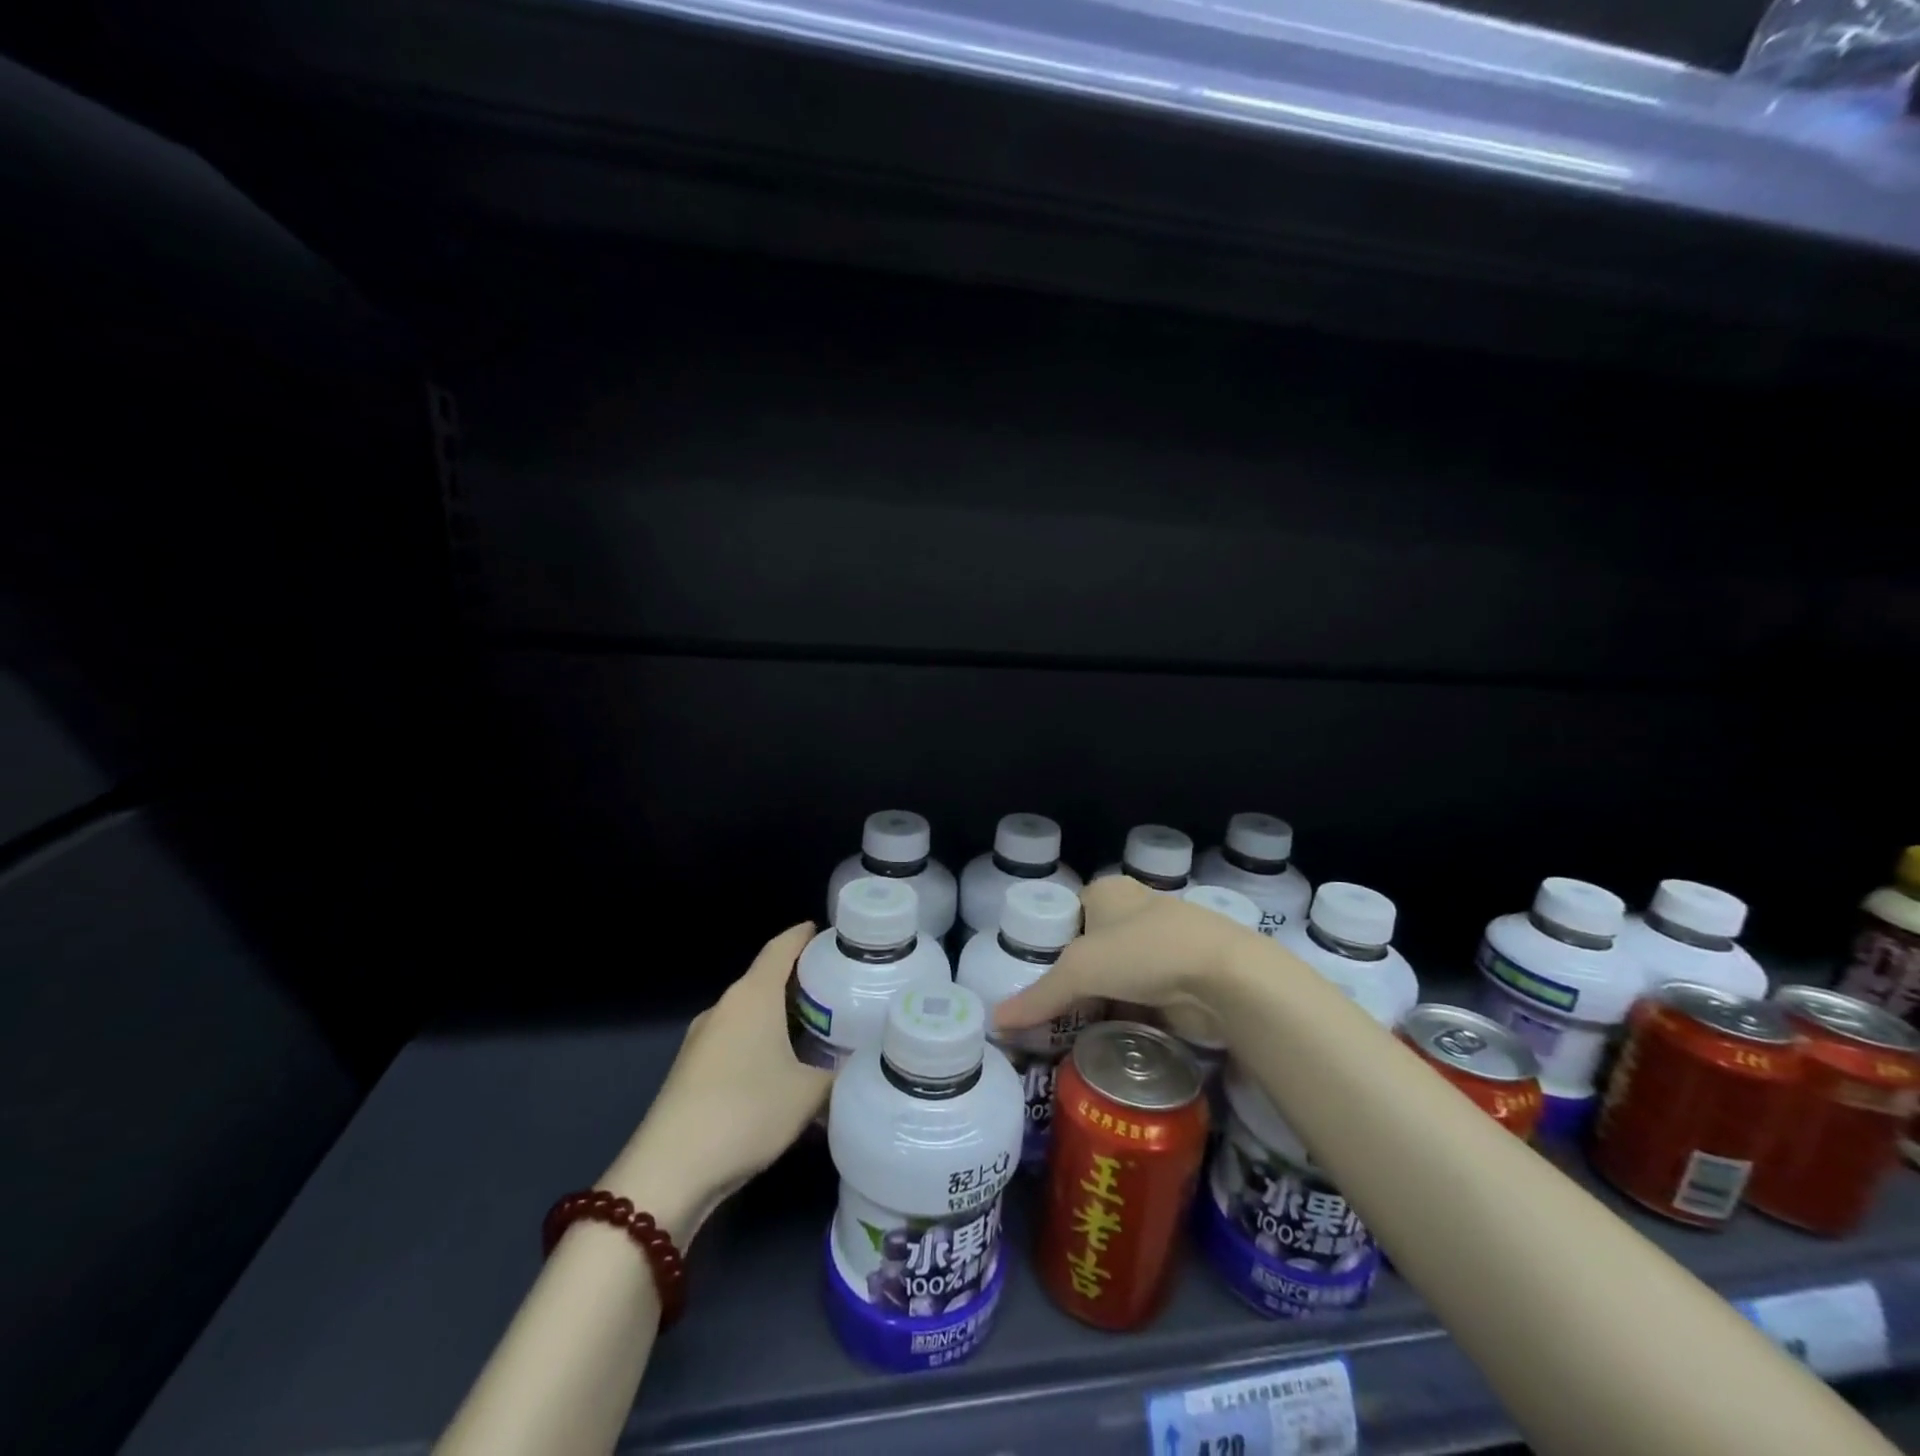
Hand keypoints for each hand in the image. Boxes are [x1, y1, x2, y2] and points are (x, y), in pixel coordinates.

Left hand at [600, 922, 829, 1244]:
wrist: (669, 1174)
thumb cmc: (746, 1113)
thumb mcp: (809, 1094)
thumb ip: (840, 1073)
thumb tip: (863, 1063)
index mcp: (753, 995)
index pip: (782, 946)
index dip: (806, 935)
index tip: (835, 934)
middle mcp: (725, 1007)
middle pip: (767, 979)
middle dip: (802, 981)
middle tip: (842, 990)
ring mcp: (702, 1039)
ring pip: (751, 1014)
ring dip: (782, 1018)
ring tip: (820, 1032)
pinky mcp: (691, 1071)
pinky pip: (737, 1042)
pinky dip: (763, 1045)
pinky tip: (784, 1073)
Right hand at [992, 877, 1255, 1034]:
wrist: (1226, 977)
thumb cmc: (1144, 952)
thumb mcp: (1080, 971)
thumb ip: (1038, 997)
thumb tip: (995, 1022)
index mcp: (1109, 892)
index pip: (1067, 916)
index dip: (1048, 946)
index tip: (1031, 982)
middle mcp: (1135, 912)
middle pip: (1092, 949)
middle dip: (1074, 981)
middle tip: (1046, 1015)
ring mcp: (1163, 946)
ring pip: (1119, 976)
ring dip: (1102, 1002)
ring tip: (1070, 1034)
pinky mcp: (1183, 979)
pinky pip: (1143, 998)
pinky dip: (1128, 1016)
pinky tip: (1109, 1039)